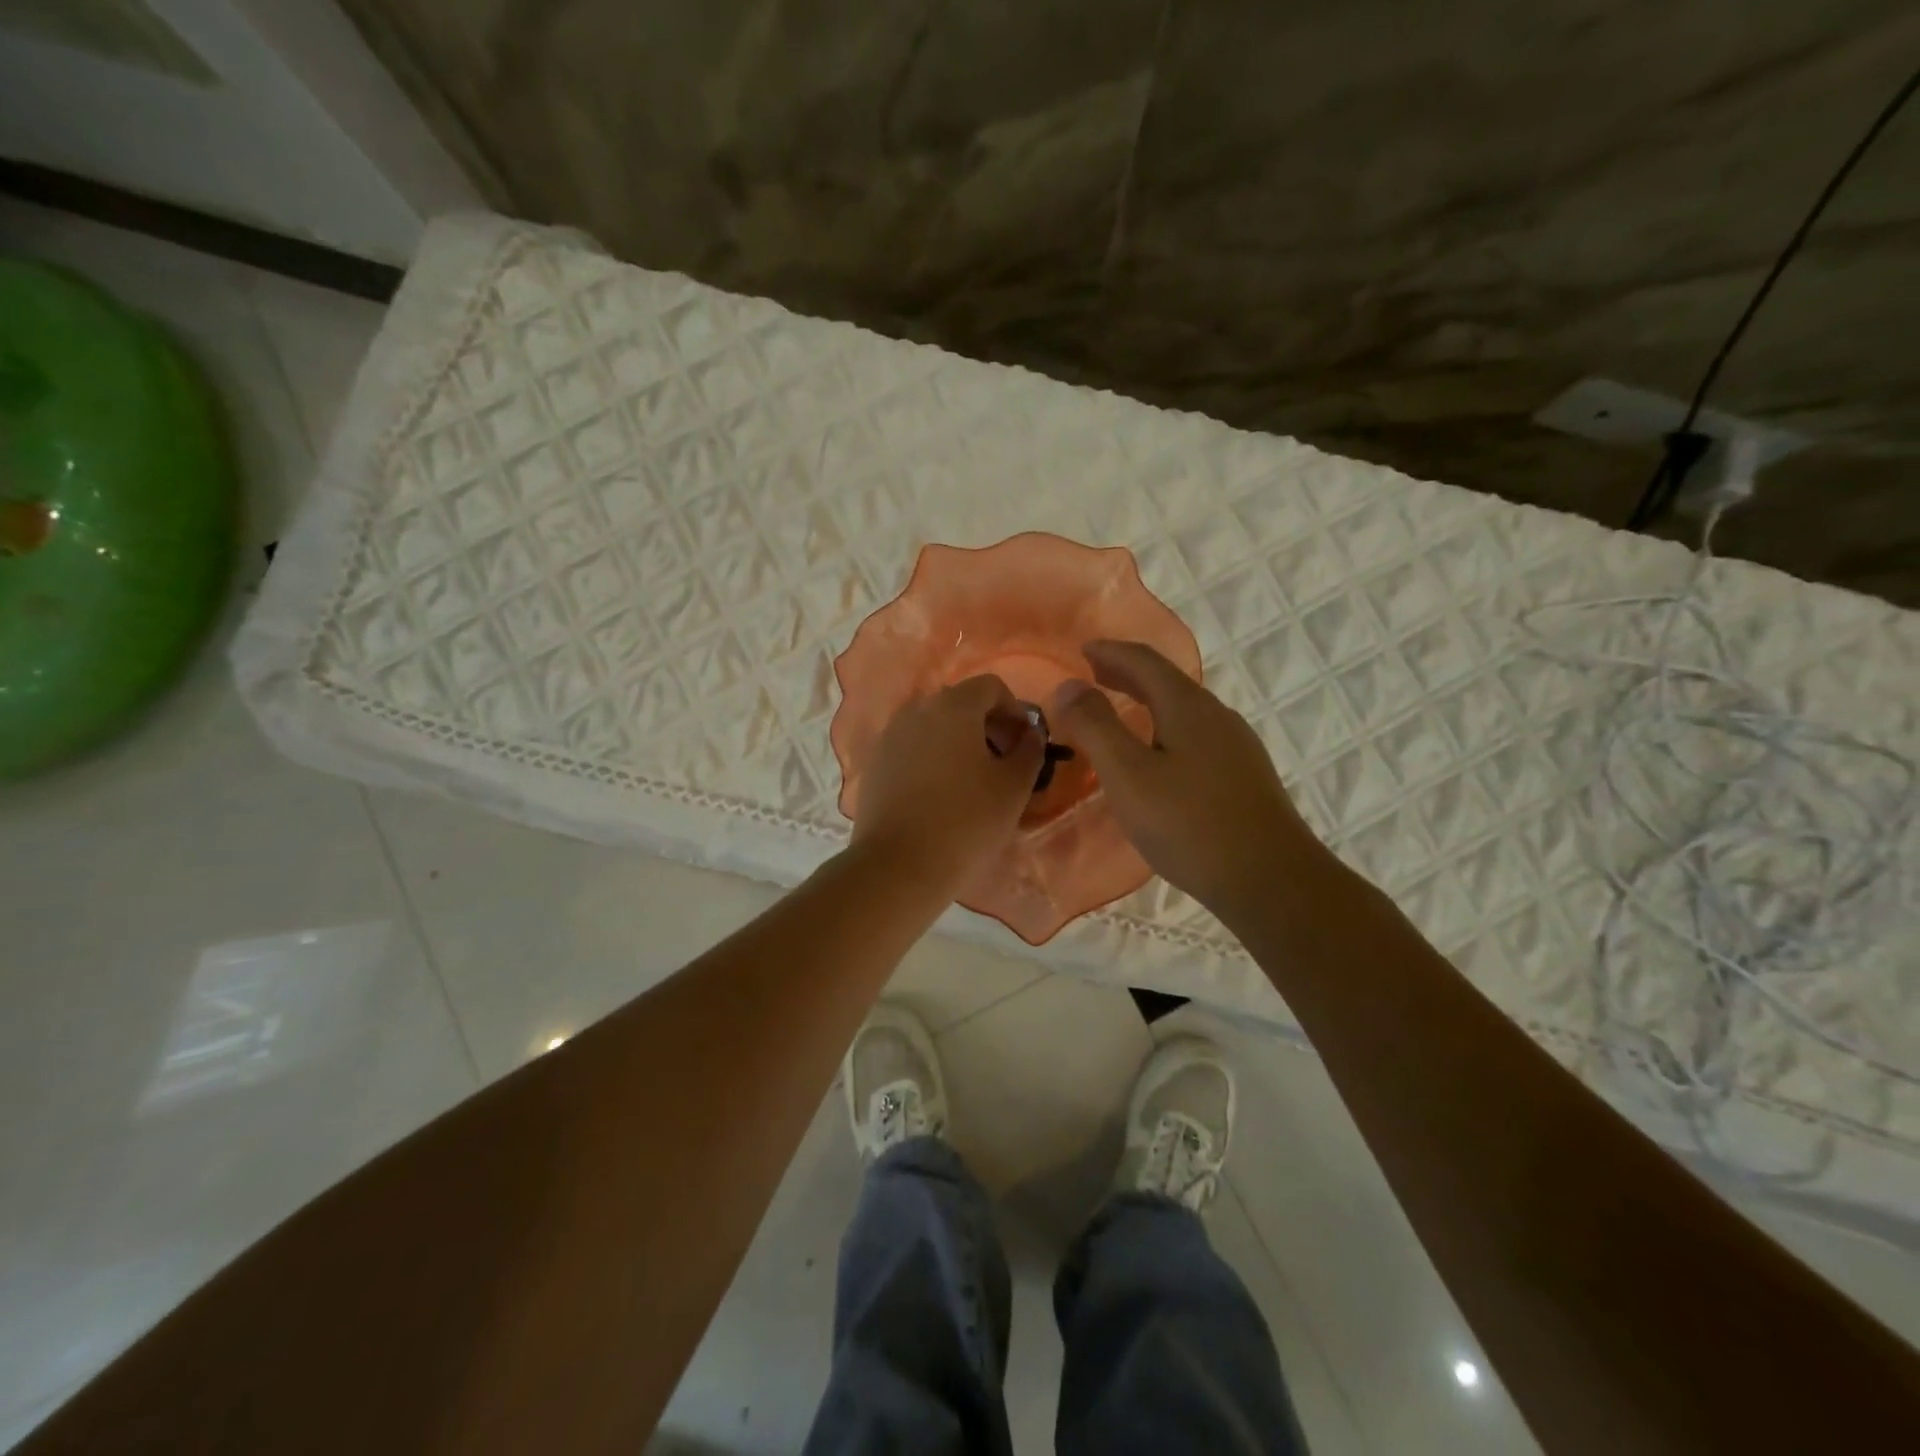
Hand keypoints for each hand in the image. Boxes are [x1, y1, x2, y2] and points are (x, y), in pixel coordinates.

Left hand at [850, 675, 1044, 901]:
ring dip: (959, 742)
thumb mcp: (1014, 788)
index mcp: (953, 706)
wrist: (898, 865)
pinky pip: (912, 748)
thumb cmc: (966, 822)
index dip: (1015, 711)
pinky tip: (941, 795)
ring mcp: (890, 736)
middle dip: (987, 726)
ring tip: (973, 782)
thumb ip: (1030, 750)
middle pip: (960, 703)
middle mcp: (917, 710)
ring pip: (934, 726)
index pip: (991, 687)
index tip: (1024, 745)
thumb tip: (1030, 733)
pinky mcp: (875, 764)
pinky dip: (932, 758)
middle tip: (1003, 764)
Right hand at [1049, 640, 1317, 922]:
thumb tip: (1067, 685)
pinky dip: (1164, 727)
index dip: (1110, 652)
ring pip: (1183, 709)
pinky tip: (1158, 756)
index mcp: (1188, 706)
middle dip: (1127, 673)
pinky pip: (1195, 734)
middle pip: (1167, 681)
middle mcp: (1217, 716)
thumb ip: (1095, 726)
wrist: (1271, 880)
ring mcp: (1236, 746)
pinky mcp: (1243, 776)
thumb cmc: (1190, 825)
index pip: (1144, 661)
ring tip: (1120, 711)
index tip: (1081, 650)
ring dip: (1147, 701)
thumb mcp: (1128, 775)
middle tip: (1094, 674)